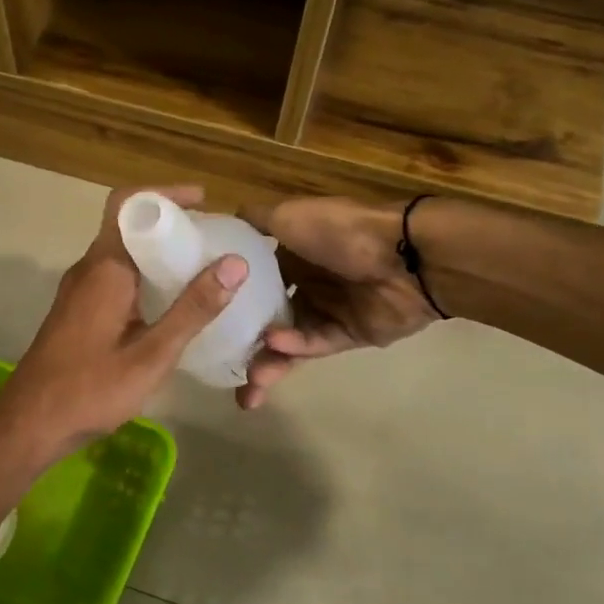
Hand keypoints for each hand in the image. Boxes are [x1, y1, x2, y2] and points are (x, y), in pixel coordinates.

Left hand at [0, 186, 248, 464]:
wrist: (30, 424)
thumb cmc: (90, 389)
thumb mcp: (152, 354)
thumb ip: (193, 310)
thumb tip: (235, 263)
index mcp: (104, 269)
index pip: (129, 204)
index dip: (165, 194)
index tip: (204, 200)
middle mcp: (88, 270)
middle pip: (128, 227)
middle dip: (171, 226)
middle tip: (213, 239)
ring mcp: (79, 292)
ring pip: (121, 254)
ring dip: (158, 254)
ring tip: (202, 269)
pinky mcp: (77, 313)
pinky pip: (114, 278)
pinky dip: (144, 277)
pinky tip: (171, 305)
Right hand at [236, 197, 439, 409]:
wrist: (404, 255)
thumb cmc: (339, 231)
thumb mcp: (288, 215)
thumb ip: (253, 221)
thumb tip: (219, 223)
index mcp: (290, 255)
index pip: (252, 283)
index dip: (228, 301)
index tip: (199, 318)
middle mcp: (305, 284)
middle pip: (265, 319)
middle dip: (243, 345)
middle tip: (219, 370)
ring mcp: (326, 311)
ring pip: (286, 343)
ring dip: (267, 362)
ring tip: (247, 388)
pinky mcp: (347, 336)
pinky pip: (313, 345)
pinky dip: (294, 346)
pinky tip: (275, 346)